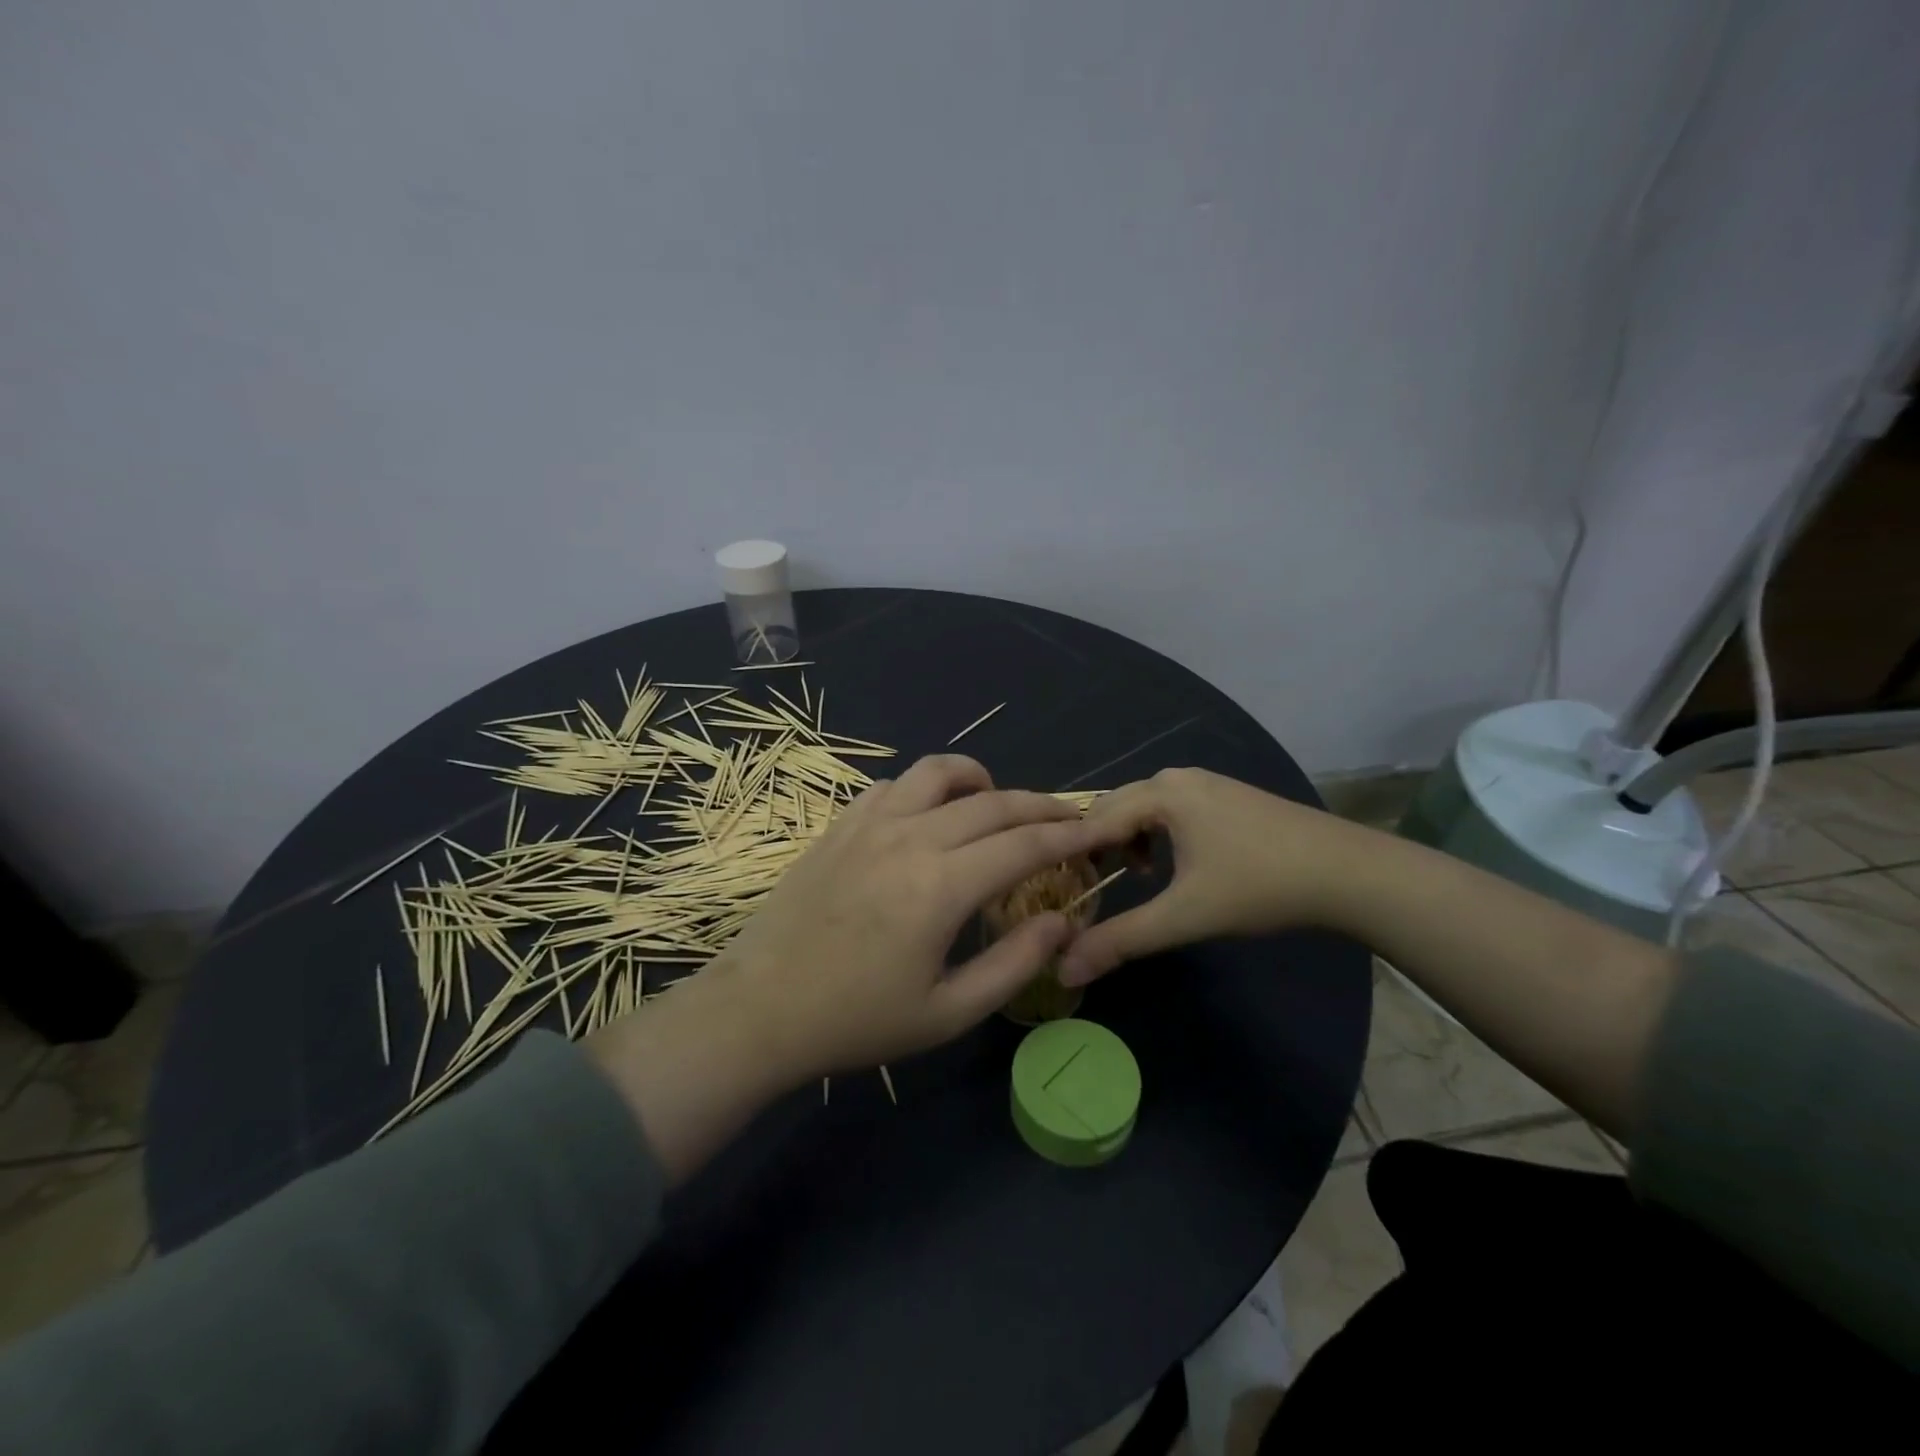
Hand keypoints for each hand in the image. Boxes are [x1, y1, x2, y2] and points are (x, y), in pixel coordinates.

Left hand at [710, 754, 1106, 1084]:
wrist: (761, 1008)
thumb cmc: (857, 1020)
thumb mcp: (948, 1012)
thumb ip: (1014, 963)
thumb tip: (1062, 921)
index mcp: (942, 885)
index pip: (1024, 844)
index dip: (1067, 835)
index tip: (1094, 832)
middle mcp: (910, 838)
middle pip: (992, 802)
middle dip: (1039, 806)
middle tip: (1066, 817)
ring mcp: (869, 824)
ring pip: (937, 773)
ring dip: (980, 779)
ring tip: (997, 802)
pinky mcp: (840, 826)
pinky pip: (893, 786)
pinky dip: (925, 790)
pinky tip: (928, 817)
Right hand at [1058, 767, 1361, 986]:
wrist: (1347, 872)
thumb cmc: (1260, 886)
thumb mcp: (1185, 916)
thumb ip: (1123, 940)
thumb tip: (1065, 969)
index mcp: (1161, 793)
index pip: (1093, 820)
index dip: (1073, 856)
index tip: (1061, 891)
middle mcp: (1175, 777)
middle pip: (1114, 807)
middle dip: (1098, 846)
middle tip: (1093, 888)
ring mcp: (1204, 782)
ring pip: (1142, 807)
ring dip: (1127, 840)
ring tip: (1135, 879)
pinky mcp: (1224, 794)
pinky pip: (1168, 808)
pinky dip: (1155, 833)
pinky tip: (1172, 865)